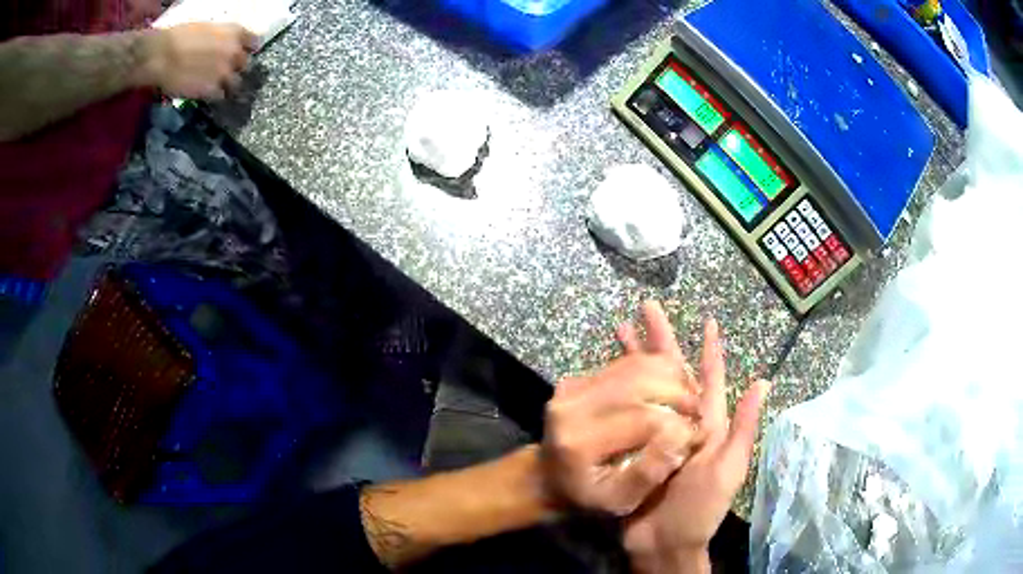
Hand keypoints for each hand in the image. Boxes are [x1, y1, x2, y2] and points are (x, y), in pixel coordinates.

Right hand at [139, 23, 257, 99]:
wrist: (161, 56)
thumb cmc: (179, 36)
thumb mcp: (208, 28)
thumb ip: (221, 37)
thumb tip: (224, 44)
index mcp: (235, 32)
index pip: (254, 42)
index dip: (248, 49)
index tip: (243, 53)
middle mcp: (234, 52)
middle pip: (245, 65)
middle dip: (236, 68)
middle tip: (225, 71)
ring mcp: (224, 73)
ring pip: (235, 83)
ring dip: (227, 85)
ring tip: (216, 85)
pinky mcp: (212, 90)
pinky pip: (220, 96)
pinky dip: (214, 95)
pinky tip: (205, 92)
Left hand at [541, 302, 700, 516]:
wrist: (547, 477)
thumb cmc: (585, 497)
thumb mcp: (617, 501)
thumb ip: (649, 475)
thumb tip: (681, 440)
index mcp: (578, 440)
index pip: (643, 418)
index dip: (679, 425)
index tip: (697, 436)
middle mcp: (571, 405)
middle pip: (641, 381)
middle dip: (680, 395)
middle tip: (697, 414)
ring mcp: (573, 385)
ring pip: (637, 365)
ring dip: (672, 378)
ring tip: (689, 400)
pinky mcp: (580, 376)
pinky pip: (628, 363)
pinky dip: (658, 371)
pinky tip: (672, 389)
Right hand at [620, 317, 769, 573]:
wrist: (662, 541)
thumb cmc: (699, 507)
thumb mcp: (727, 468)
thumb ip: (742, 427)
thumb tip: (762, 381)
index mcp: (707, 424)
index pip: (709, 378)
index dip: (709, 350)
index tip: (707, 321)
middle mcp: (681, 422)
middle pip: (671, 374)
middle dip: (660, 341)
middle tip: (647, 310)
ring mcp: (655, 433)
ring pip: (645, 388)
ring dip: (634, 361)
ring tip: (620, 334)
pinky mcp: (632, 446)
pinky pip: (625, 414)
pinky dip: (616, 393)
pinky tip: (605, 380)